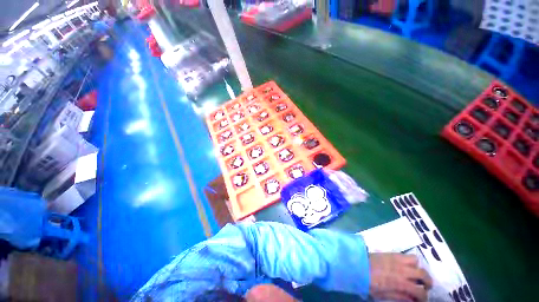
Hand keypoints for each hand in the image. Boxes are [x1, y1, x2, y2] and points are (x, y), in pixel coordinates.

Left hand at [369, 253, 432, 301]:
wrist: (357, 265)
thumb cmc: (369, 282)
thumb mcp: (383, 295)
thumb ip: (399, 297)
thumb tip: (412, 300)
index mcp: (400, 283)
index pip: (420, 292)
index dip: (423, 298)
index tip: (421, 300)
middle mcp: (402, 270)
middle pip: (423, 274)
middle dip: (427, 282)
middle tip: (424, 287)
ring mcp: (397, 259)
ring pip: (416, 261)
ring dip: (418, 268)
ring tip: (415, 275)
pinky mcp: (391, 253)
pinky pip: (405, 255)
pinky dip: (409, 261)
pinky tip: (405, 267)